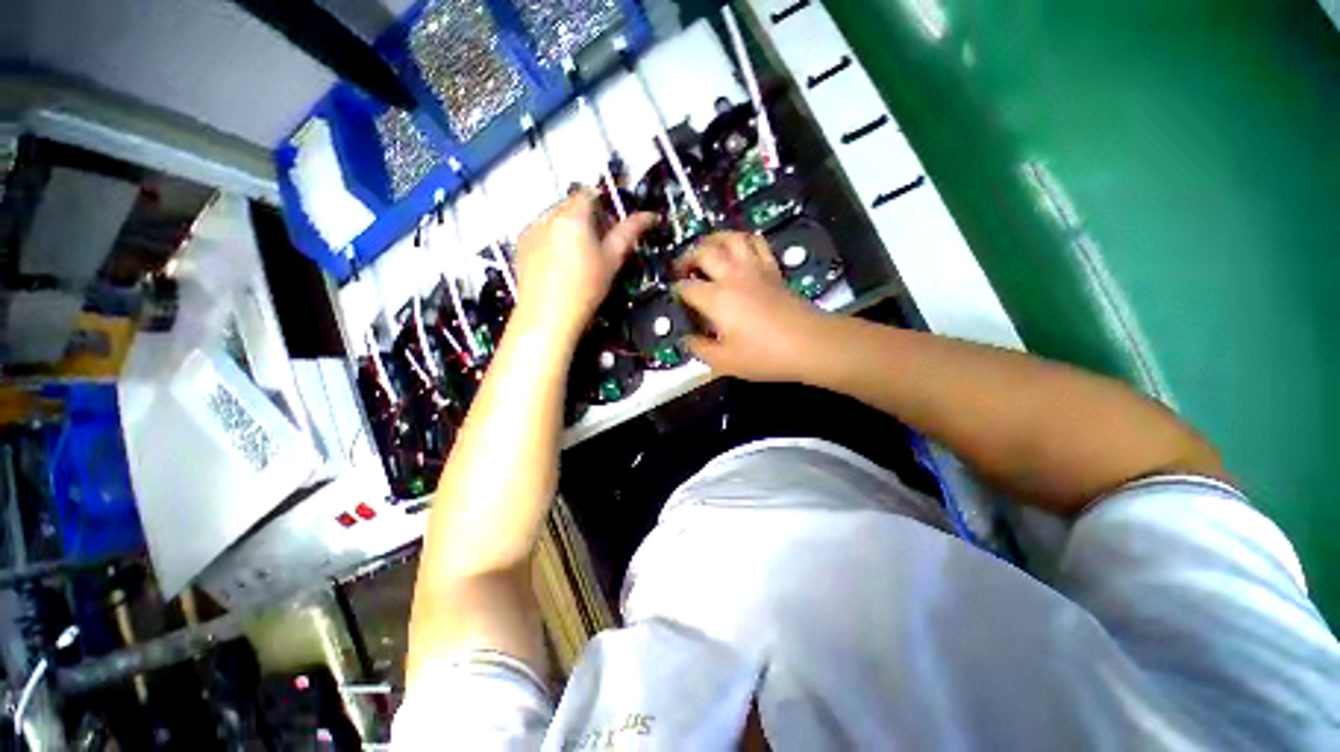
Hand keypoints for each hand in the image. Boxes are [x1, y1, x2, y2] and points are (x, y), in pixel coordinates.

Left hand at [514, 189, 655, 340]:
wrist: (548, 316)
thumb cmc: (585, 289)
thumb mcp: (612, 261)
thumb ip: (628, 234)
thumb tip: (650, 215)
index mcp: (573, 216)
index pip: (589, 194)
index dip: (603, 208)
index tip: (610, 230)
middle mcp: (548, 215)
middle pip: (571, 206)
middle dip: (586, 219)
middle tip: (597, 248)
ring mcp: (530, 229)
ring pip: (555, 219)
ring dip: (569, 229)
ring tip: (576, 260)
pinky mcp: (520, 245)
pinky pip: (540, 232)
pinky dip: (552, 240)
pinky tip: (557, 265)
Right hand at [675, 232, 829, 382]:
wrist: (809, 343)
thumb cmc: (764, 355)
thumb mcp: (725, 361)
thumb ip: (700, 349)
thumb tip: (686, 340)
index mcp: (716, 298)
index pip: (687, 287)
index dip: (676, 291)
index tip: (675, 298)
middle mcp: (732, 276)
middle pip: (704, 252)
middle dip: (687, 257)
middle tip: (682, 268)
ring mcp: (754, 268)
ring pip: (731, 238)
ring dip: (714, 239)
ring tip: (707, 249)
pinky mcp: (772, 269)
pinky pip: (756, 243)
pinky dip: (743, 240)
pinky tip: (739, 249)